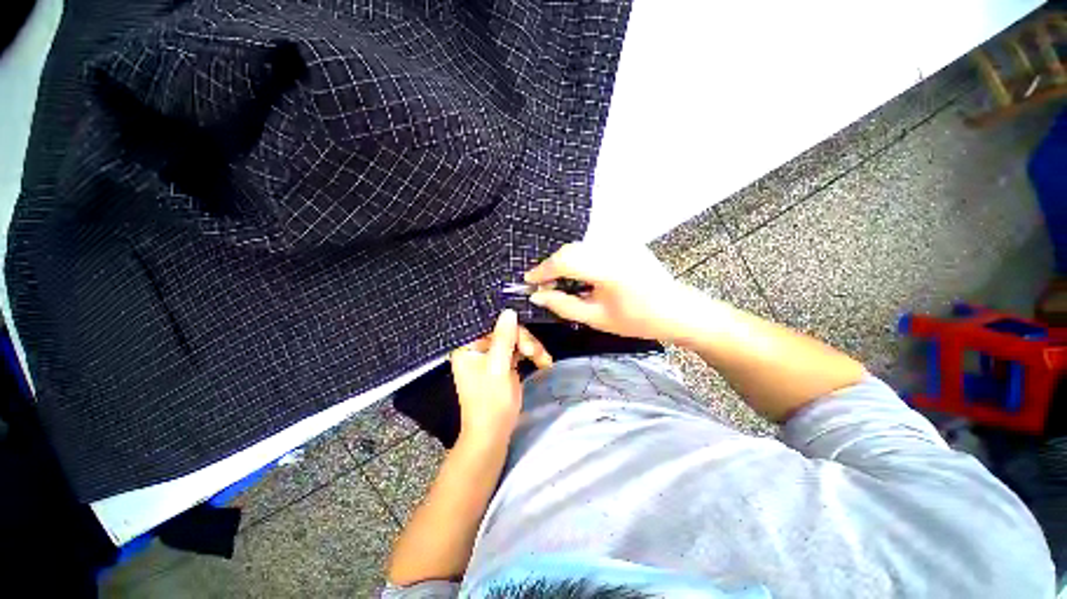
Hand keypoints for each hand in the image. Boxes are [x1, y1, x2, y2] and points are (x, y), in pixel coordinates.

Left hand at [450, 310, 551, 442]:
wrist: (493, 435)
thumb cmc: (490, 402)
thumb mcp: (498, 368)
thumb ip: (503, 338)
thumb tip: (509, 311)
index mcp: (468, 347)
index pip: (490, 325)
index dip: (510, 326)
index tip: (526, 339)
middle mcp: (478, 348)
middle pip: (505, 331)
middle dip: (524, 341)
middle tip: (537, 354)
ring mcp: (491, 356)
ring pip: (514, 340)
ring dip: (531, 348)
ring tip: (545, 361)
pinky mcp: (502, 364)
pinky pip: (517, 351)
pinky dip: (531, 355)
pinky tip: (543, 362)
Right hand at [524, 242, 706, 341]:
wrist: (677, 310)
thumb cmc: (637, 320)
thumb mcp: (596, 319)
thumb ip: (563, 305)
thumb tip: (537, 296)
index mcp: (609, 269)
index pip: (565, 260)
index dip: (543, 270)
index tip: (529, 282)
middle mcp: (614, 248)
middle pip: (571, 249)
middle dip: (552, 266)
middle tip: (544, 285)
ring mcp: (622, 242)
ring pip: (581, 246)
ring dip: (565, 262)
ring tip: (559, 282)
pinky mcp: (625, 242)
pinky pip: (593, 246)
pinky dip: (579, 258)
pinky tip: (579, 275)